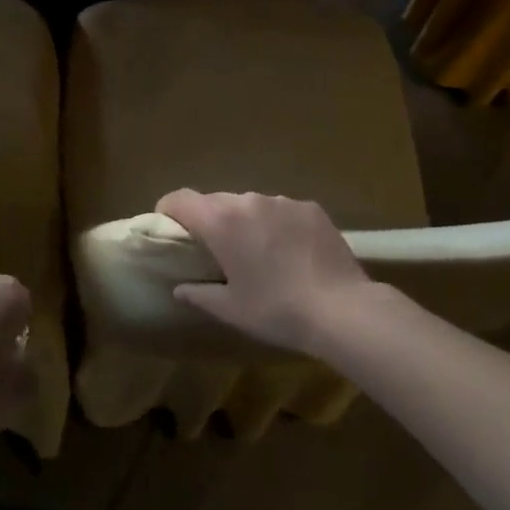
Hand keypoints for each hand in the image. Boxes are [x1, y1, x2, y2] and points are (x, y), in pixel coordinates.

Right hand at [159, 190, 376, 354]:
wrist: (341, 308)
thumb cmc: (277, 310)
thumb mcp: (232, 309)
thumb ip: (200, 294)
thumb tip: (179, 288)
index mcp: (222, 222)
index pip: (181, 199)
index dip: (168, 209)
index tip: (168, 226)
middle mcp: (248, 201)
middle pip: (216, 201)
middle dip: (210, 220)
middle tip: (215, 249)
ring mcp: (282, 201)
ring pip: (251, 204)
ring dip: (246, 221)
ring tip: (259, 252)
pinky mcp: (310, 207)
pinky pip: (282, 210)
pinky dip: (278, 224)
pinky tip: (292, 252)